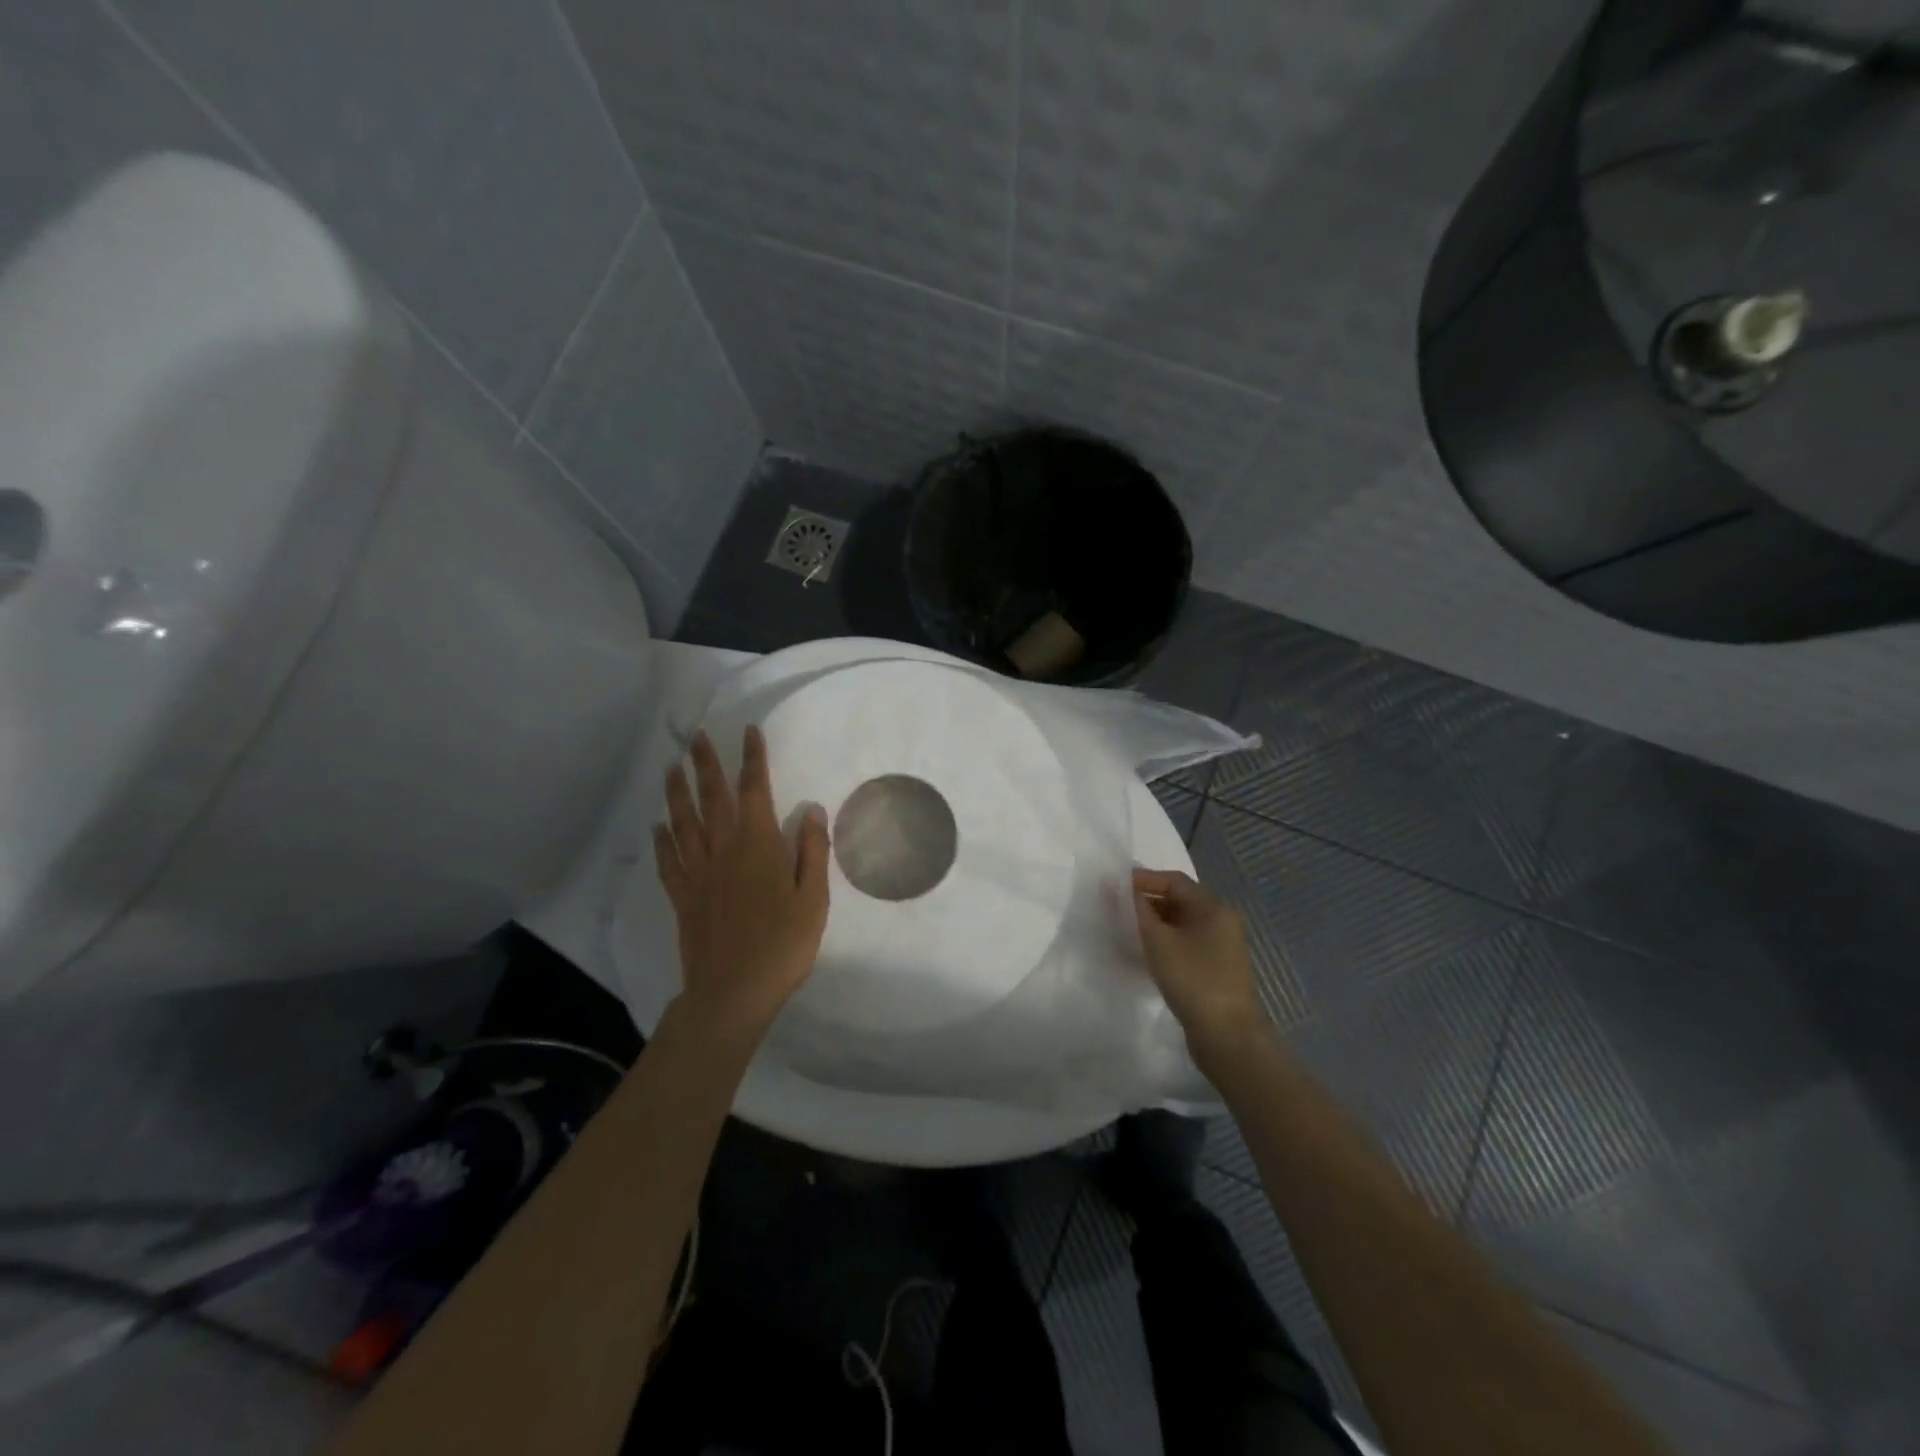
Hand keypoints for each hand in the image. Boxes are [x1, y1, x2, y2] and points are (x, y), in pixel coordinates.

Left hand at [655, 727, 830, 1045]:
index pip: (754, 790)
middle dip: (707, 764)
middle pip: (712, 798)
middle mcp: (723, 850)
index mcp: (758, 845)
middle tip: (697, 737)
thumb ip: (811, 851)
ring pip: (683, 822)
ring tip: (672, 767)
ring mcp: (698, 873)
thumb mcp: (813, 899)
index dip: (752, 759)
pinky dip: (662, 840)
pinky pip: (668, 860)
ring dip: (677, 792)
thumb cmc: (783, 945)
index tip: (748, 732)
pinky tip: (657, 826)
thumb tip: (810, 809)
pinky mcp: (683, 897)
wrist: (733, 992)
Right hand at [1133, 867, 1268, 1068]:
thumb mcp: (1158, 941)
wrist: (1227, 1037)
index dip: (1143, 879)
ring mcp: (1221, 946)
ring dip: (1154, 922)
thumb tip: (1119, 886)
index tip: (1113, 887)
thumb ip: (1137, 910)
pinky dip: (1164, 941)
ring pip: (1181, 923)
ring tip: (1125, 929)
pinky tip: (1145, 953)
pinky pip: (1186, 942)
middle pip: (1179, 899)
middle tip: (1115, 909)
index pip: (1174, 880)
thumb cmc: (1193, 980)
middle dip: (1146, 901)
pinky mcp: (1215, 968)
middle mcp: (1221, 921)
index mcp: (1213, 908)